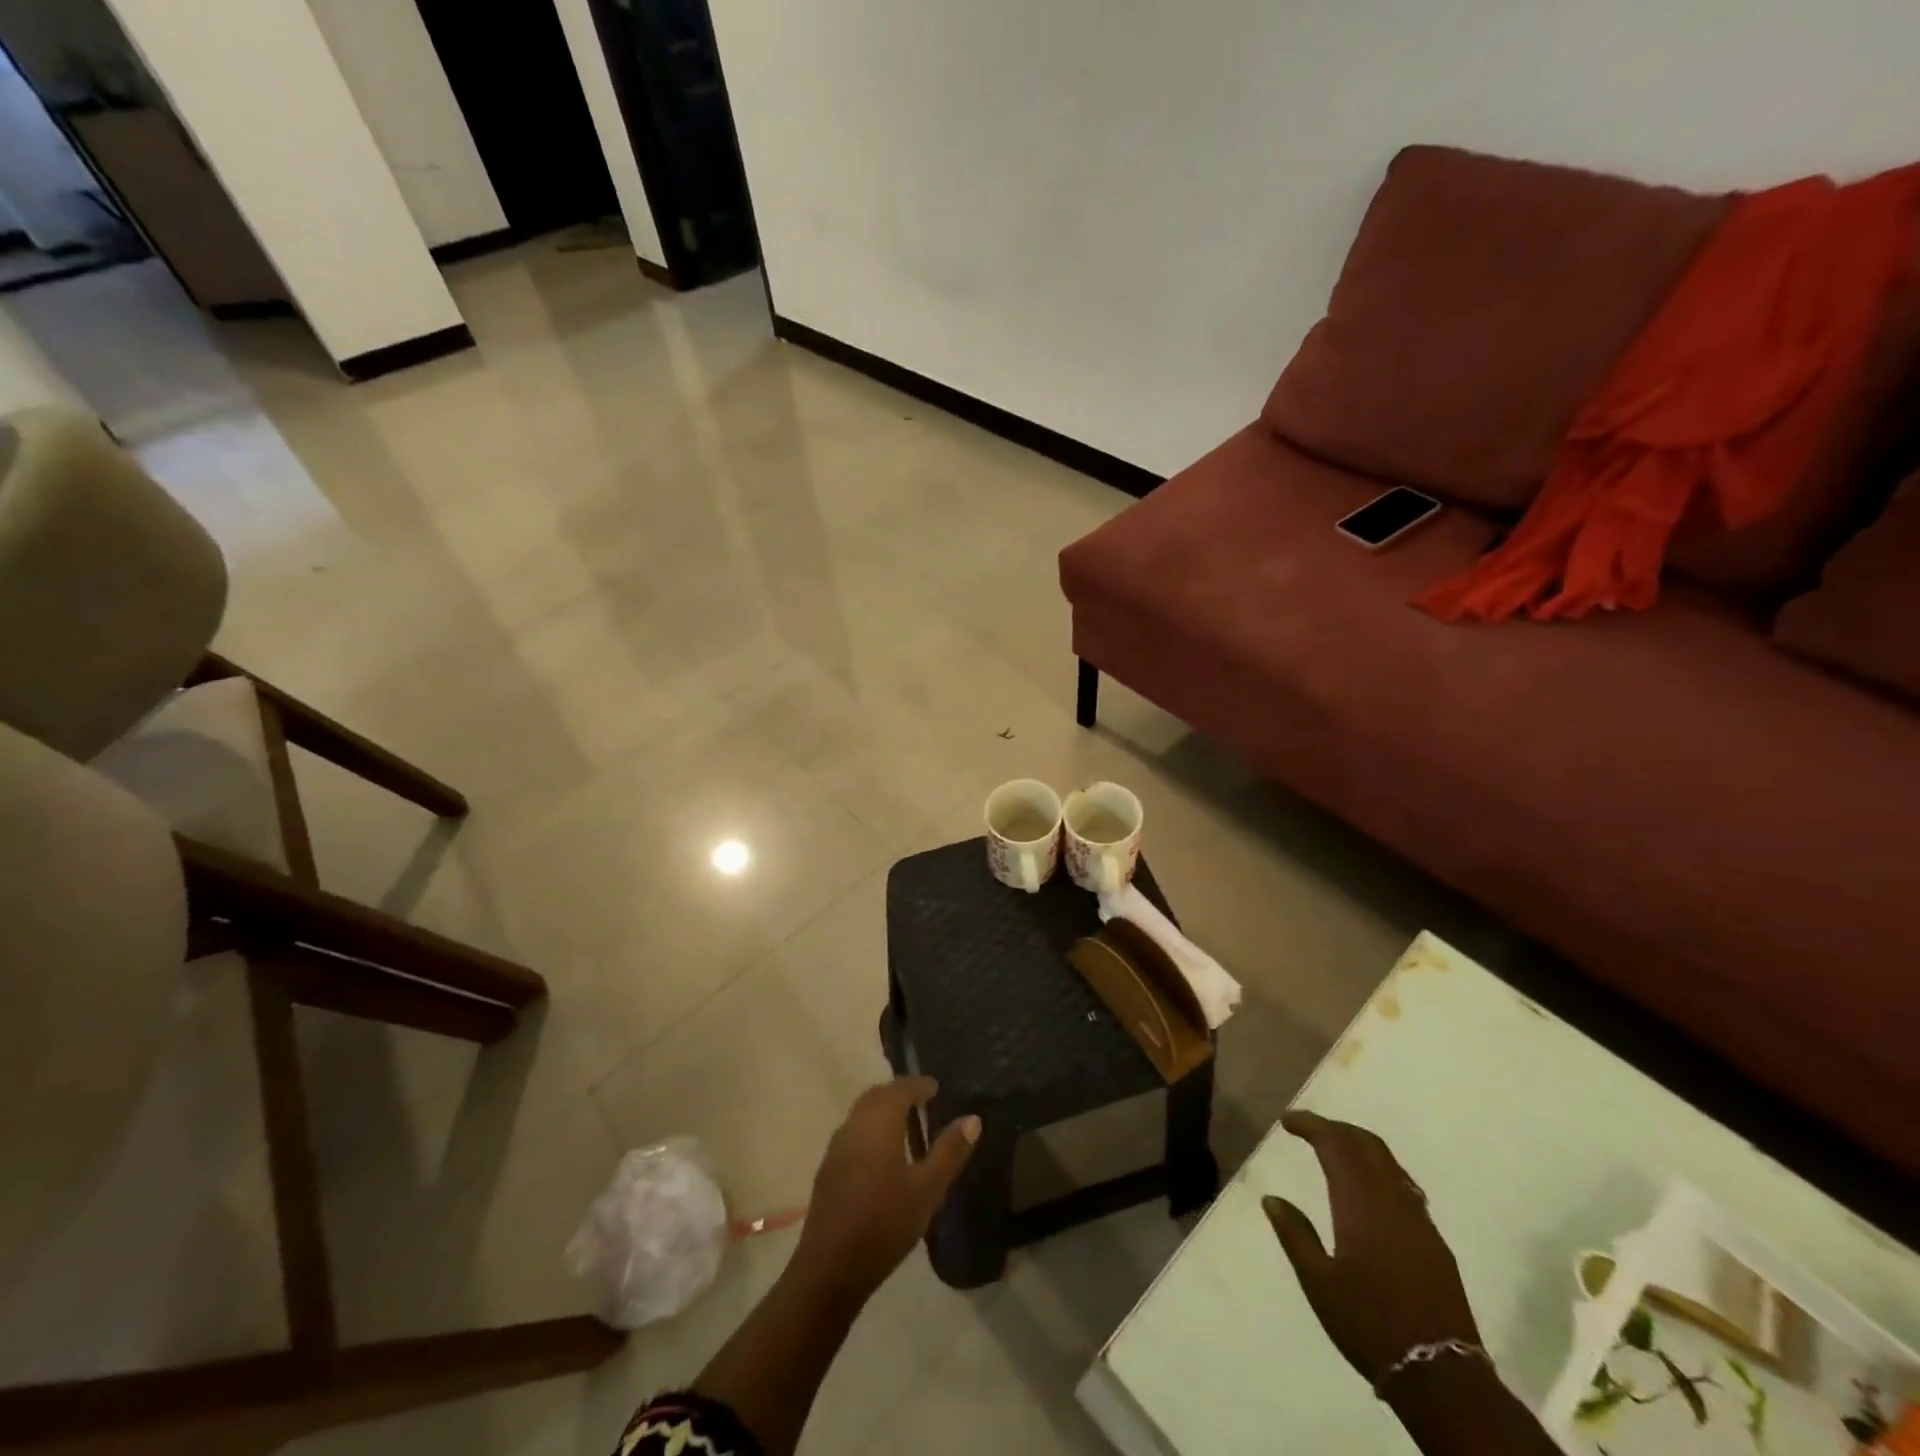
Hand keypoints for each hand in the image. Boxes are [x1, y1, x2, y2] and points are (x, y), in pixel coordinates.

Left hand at [791, 1077, 979, 1306]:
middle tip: (922, 1101)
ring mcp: (837, 1147)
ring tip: (906, 1125)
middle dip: (899, 1093)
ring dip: (883, 1110)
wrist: (830, 1268)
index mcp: (879, 1122)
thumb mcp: (927, 1189)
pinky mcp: (828, 1169)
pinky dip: (870, 1129)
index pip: (900, 1089)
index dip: (919, 1085)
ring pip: (862, 1113)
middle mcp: (854, 1124)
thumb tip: (973, 1118)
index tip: (935, 1088)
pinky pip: (853, 1132)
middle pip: (877, 1096)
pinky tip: (883, 1154)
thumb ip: (949, 1151)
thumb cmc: (885, 1223)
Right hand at [1262, 1111, 1480, 1386]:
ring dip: (1360, 1146)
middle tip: (1309, 1128)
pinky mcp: (1436, 1242)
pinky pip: (1405, 1186)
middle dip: (1336, 1128)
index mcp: (1360, 1203)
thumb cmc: (1369, 1323)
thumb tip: (1271, 1199)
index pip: (1335, 1144)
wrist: (1442, 1377)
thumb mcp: (1318, 1282)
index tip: (1287, 1121)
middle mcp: (1392, 1200)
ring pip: (1389, 1163)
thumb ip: (1295, 1234)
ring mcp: (1420, 1220)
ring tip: (1336, 1150)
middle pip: (1366, 1144)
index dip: (1311, 1125)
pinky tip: (1370, 1189)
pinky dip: (1381, 1170)